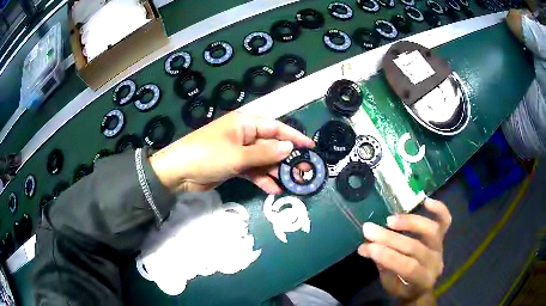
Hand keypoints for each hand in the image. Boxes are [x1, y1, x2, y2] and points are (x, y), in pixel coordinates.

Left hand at [149, 111, 314, 193]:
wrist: (179, 172)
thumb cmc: (208, 155)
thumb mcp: (238, 154)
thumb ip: (265, 153)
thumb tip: (289, 148)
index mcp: (245, 124)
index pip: (275, 127)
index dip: (293, 137)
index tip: (310, 146)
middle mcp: (244, 135)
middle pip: (270, 145)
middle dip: (285, 158)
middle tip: (301, 171)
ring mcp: (239, 151)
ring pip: (263, 160)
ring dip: (274, 171)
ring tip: (290, 183)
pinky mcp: (234, 166)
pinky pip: (253, 170)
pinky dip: (262, 179)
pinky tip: (273, 189)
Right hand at [357, 198, 451, 303]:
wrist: (423, 286)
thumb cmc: (404, 288)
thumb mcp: (391, 286)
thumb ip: (382, 267)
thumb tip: (365, 247)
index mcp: (423, 280)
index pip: (408, 266)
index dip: (388, 256)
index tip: (367, 246)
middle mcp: (435, 262)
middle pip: (415, 247)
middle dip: (390, 238)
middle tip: (369, 229)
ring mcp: (440, 247)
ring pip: (430, 230)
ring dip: (409, 223)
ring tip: (390, 220)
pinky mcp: (443, 236)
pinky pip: (445, 220)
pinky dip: (439, 209)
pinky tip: (425, 201)